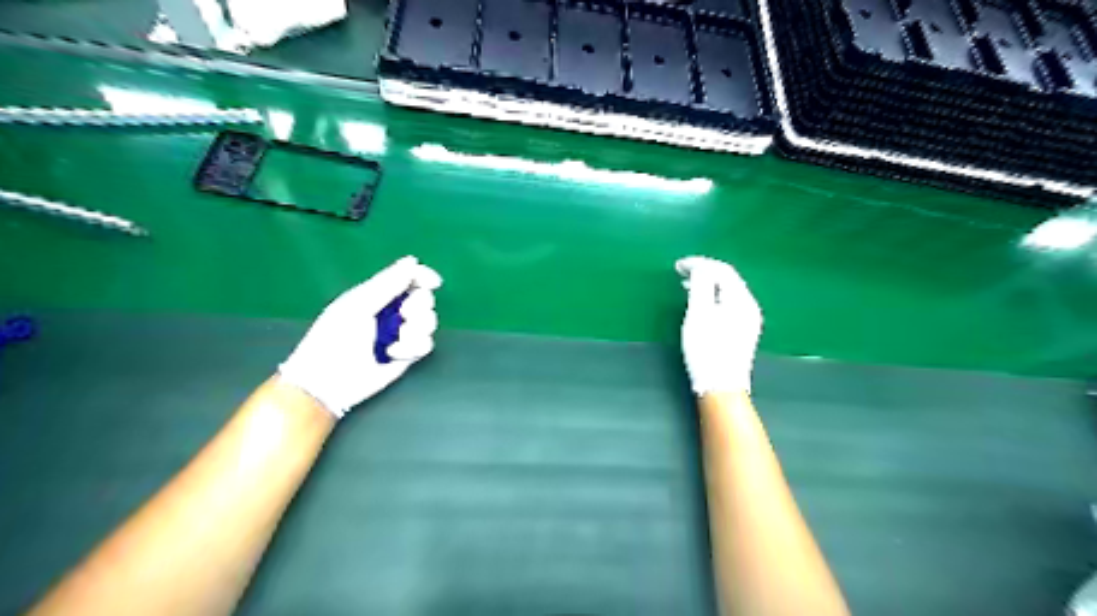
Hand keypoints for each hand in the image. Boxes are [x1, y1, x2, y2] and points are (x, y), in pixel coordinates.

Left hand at [280, 254, 439, 419]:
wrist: (329, 381)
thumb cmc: (335, 338)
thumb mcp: (359, 305)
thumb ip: (387, 283)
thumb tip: (412, 260)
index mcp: (377, 295)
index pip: (408, 278)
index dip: (423, 277)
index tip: (433, 282)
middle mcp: (392, 312)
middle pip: (424, 299)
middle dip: (418, 306)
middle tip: (404, 315)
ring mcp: (401, 334)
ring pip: (429, 322)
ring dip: (417, 329)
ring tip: (397, 339)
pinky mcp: (408, 355)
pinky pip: (426, 344)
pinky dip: (413, 347)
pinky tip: (393, 354)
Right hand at [674, 255, 760, 394]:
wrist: (721, 386)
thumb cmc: (707, 349)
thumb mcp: (699, 313)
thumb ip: (700, 285)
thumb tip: (700, 268)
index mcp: (741, 299)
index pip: (722, 270)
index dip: (700, 263)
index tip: (677, 265)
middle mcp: (750, 306)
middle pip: (728, 279)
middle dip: (704, 271)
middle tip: (680, 272)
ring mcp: (748, 320)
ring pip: (728, 292)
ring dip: (708, 284)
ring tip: (686, 285)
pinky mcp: (743, 332)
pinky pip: (728, 304)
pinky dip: (713, 297)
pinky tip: (701, 304)